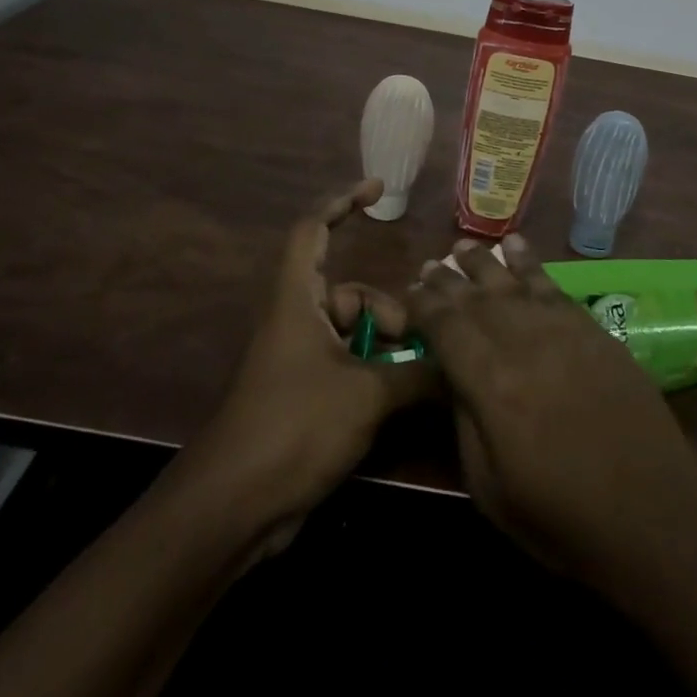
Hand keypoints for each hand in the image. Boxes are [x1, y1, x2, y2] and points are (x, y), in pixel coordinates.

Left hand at [191, 179, 433, 550]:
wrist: (235, 507)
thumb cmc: (294, 428)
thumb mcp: (365, 396)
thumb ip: (416, 373)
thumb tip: (460, 361)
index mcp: (297, 299)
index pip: (313, 229)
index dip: (341, 202)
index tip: (376, 189)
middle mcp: (297, 320)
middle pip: (350, 293)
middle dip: (387, 310)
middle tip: (417, 341)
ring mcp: (301, 360)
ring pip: (355, 334)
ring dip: (387, 349)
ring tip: (417, 377)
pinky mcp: (307, 395)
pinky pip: (350, 366)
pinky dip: (377, 374)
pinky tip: (405, 399)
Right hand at [407, 236, 696, 594]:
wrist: (655, 517)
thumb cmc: (563, 519)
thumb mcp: (490, 489)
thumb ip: (463, 422)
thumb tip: (451, 375)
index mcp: (490, 383)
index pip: (446, 327)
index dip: (424, 305)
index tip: (409, 290)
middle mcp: (522, 342)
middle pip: (475, 298)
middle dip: (448, 280)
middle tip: (430, 265)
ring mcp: (561, 330)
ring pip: (512, 282)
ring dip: (485, 262)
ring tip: (464, 247)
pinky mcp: (592, 329)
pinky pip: (552, 285)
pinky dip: (531, 263)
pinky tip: (517, 248)